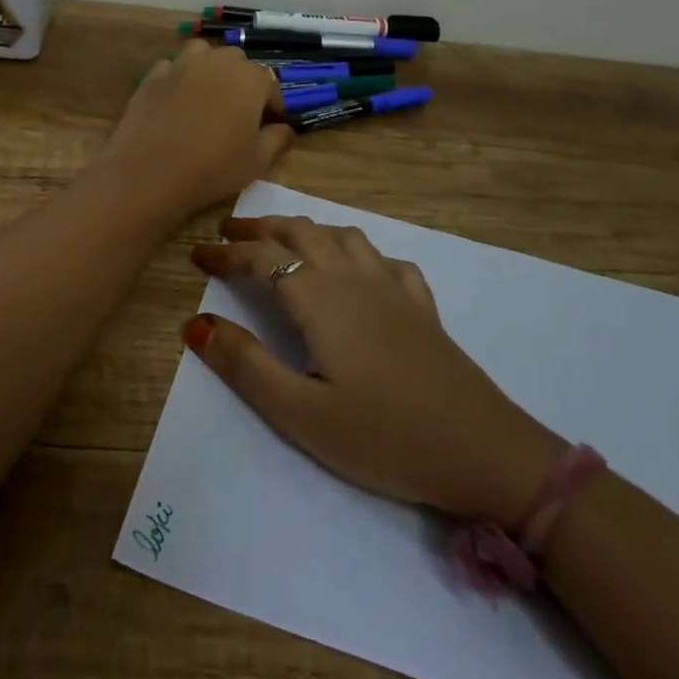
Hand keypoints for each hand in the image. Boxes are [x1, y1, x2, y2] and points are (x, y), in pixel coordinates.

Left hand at [97, 41, 293, 222]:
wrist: (150, 171)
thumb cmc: (213, 167)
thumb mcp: (256, 161)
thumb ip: (276, 139)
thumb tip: (284, 128)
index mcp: (250, 79)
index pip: (270, 84)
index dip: (272, 104)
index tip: (270, 124)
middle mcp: (217, 61)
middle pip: (237, 62)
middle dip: (242, 82)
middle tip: (238, 112)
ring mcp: (182, 64)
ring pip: (203, 54)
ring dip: (210, 69)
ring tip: (207, 97)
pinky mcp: (153, 75)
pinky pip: (172, 68)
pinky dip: (178, 78)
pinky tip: (176, 101)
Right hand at [185, 215, 565, 521]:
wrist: (482, 451)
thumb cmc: (383, 436)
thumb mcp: (301, 414)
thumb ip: (246, 365)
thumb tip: (196, 324)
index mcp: (321, 298)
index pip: (263, 257)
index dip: (227, 252)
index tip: (197, 253)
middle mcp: (354, 277)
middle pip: (301, 231)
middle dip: (261, 228)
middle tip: (229, 234)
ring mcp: (393, 287)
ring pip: (342, 235)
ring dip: (306, 229)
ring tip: (284, 242)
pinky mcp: (421, 305)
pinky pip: (384, 259)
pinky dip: (358, 252)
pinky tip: (358, 271)